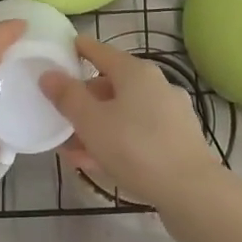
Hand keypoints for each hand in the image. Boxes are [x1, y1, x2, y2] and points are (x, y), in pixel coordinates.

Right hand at [39, 35, 223, 211]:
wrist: (192, 191)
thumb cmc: (136, 148)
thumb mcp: (91, 122)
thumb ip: (67, 96)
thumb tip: (49, 74)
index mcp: (135, 72)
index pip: (99, 51)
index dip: (78, 49)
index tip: (61, 50)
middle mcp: (156, 84)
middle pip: (111, 84)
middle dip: (84, 100)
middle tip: (60, 116)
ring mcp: (170, 112)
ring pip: (123, 112)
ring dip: (97, 126)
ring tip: (73, 149)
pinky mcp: (177, 139)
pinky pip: (138, 132)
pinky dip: (117, 140)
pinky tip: (99, 163)